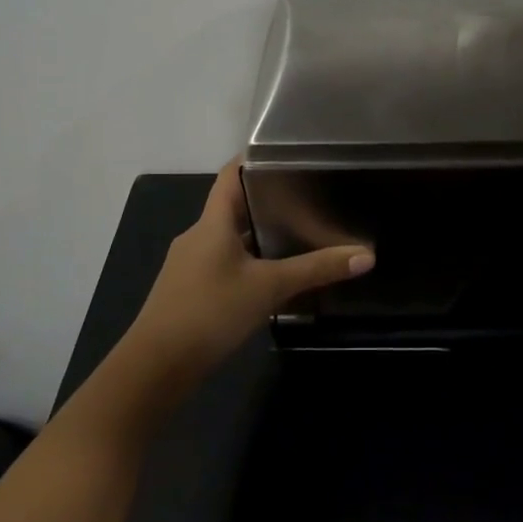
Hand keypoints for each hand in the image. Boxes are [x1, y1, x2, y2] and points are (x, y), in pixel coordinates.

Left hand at [92, 161, 373, 429]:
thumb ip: (316, 269)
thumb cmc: (210, 311)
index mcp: (212, 222)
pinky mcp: (189, 291)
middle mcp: (198, 236)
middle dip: (268, 201)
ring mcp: (190, 265)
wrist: (156, 367)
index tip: (288, 154)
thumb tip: (366, 255)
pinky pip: (224, 264)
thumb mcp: (269, 287)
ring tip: (299, 234)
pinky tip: (272, 277)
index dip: (255, 159)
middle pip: (233, 206)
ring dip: (259, 236)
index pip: (231, 174)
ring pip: (230, 239)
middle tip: (308, 196)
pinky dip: (248, 263)